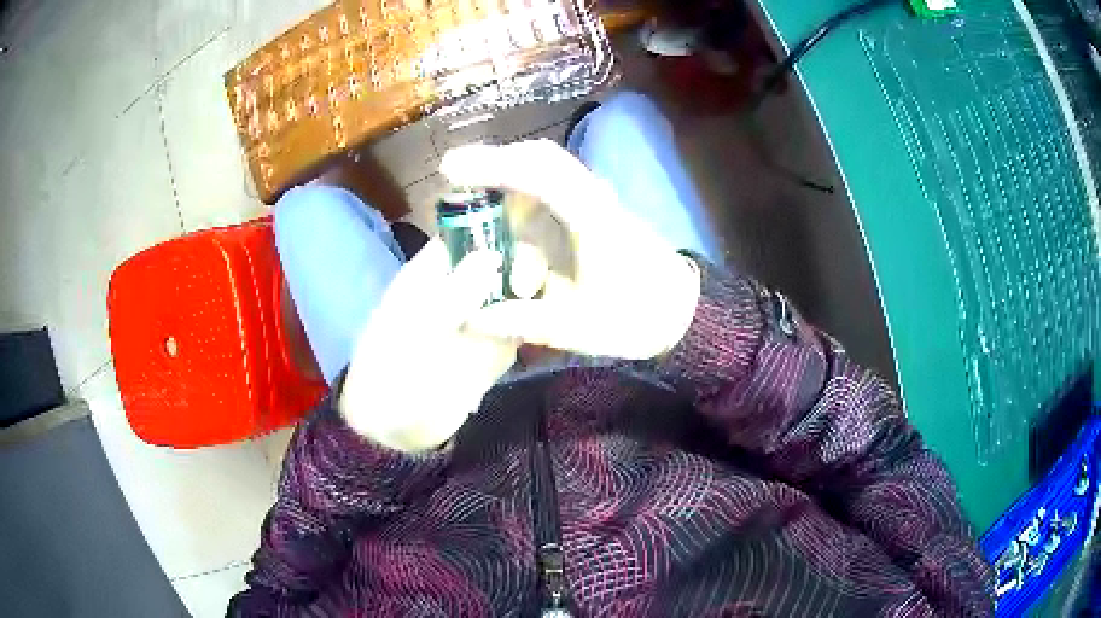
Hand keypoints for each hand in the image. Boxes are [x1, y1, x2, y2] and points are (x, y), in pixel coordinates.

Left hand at [338, 239, 517, 452]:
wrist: (396, 427)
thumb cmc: (392, 371)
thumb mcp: (416, 329)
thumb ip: (454, 294)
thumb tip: (493, 256)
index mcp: (432, 274)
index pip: (467, 235)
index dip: (493, 229)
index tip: (515, 243)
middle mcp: (462, 288)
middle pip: (504, 259)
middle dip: (523, 265)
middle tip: (524, 288)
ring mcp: (484, 318)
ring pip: (521, 290)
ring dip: (536, 294)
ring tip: (536, 312)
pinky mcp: (499, 347)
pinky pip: (527, 325)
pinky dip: (538, 323)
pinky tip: (541, 330)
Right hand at [442, 139, 700, 359]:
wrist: (678, 311)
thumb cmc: (635, 318)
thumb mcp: (577, 328)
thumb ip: (523, 320)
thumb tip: (472, 316)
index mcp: (592, 220)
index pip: (540, 175)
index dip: (494, 166)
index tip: (452, 169)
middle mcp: (594, 198)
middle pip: (541, 158)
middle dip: (494, 161)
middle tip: (454, 174)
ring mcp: (596, 200)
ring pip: (546, 170)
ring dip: (508, 177)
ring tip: (471, 192)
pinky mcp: (594, 209)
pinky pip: (553, 188)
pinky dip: (523, 193)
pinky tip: (503, 213)